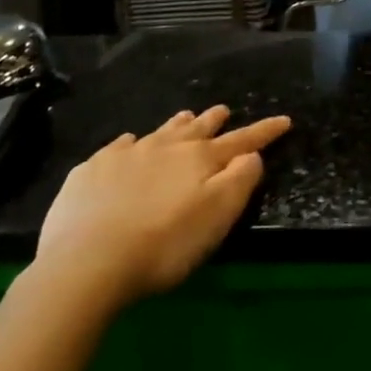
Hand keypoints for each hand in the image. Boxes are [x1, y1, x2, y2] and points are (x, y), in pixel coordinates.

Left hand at [34, 105, 290, 308]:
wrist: (87, 261)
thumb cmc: (164, 244)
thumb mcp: (217, 217)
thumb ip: (240, 181)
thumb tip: (252, 156)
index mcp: (199, 160)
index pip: (241, 141)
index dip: (264, 131)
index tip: (284, 120)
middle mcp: (165, 147)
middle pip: (197, 128)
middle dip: (214, 120)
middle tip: (224, 110)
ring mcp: (126, 155)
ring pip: (160, 131)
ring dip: (177, 124)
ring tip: (186, 116)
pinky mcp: (92, 169)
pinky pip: (119, 146)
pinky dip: (131, 143)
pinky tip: (129, 145)